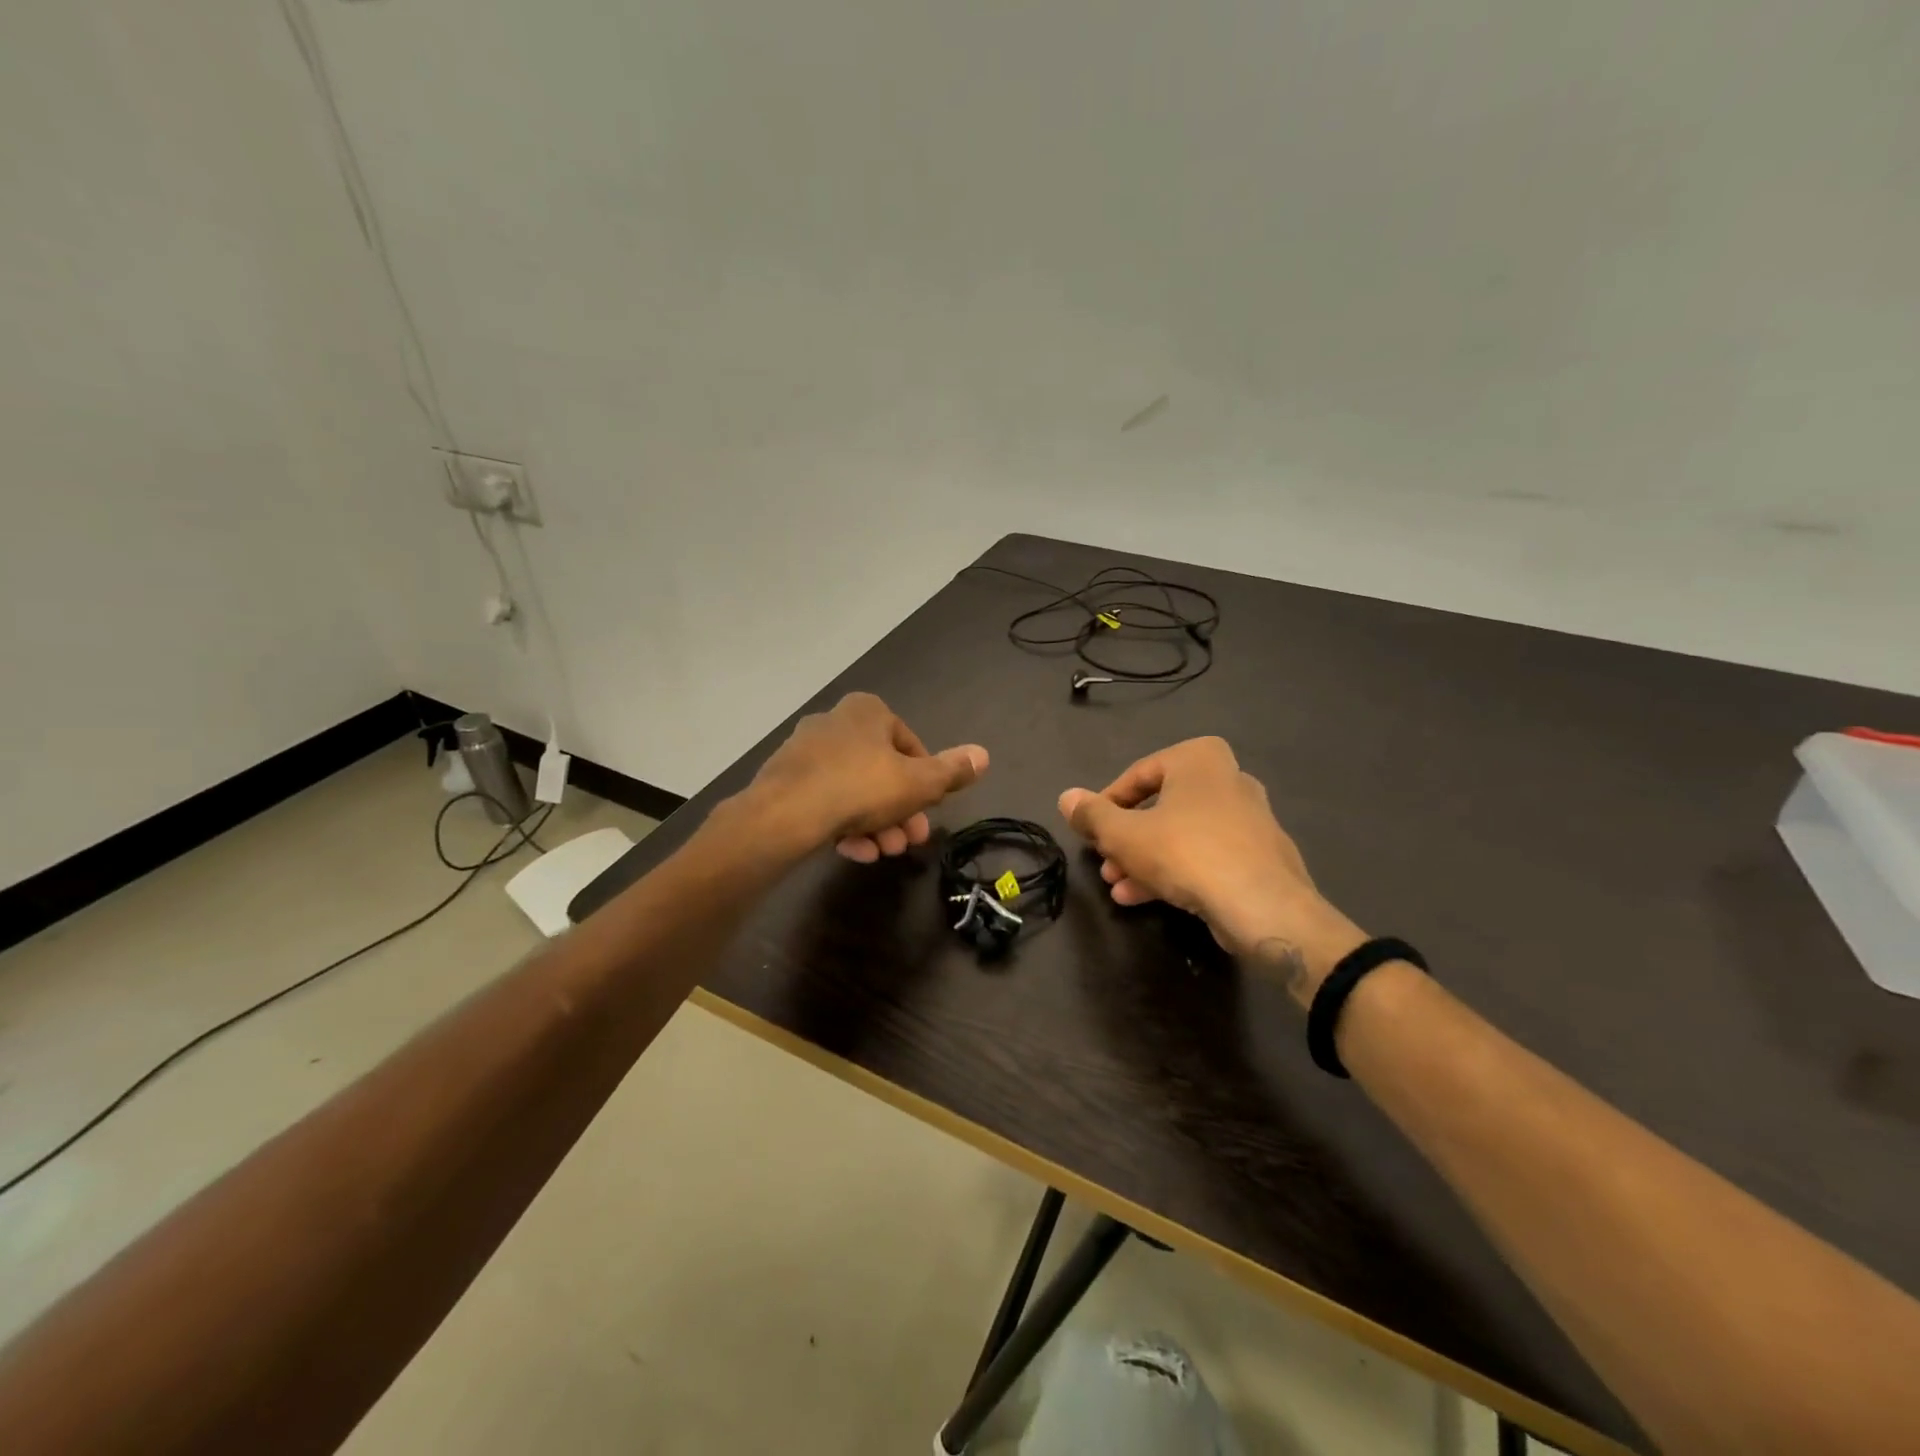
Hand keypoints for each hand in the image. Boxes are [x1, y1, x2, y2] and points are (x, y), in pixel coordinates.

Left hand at [744, 693, 987, 861]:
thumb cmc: (861, 787)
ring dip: (876, 823)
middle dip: (901, 810)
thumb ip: (952, 771)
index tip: (930, 809)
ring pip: (854, 790)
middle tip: (911, 841)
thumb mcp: (918, 783)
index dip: (925, 782)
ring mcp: (805, 751)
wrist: (785, 814)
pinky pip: (825, 801)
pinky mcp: (785, 780)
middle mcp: (835, 722)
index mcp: (868, 711)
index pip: (910, 746)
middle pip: (881, 772)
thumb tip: (984, 754)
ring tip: (885, 852)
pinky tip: (856, 852)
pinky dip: (845, 825)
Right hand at [1058, 737, 1363, 1000]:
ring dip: (1144, 860)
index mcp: (1199, 758)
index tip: (1090, 831)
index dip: (1106, 804)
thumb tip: (1066, 797)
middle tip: (1104, 863)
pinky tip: (1142, 898)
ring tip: (1117, 887)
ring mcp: (1248, 819)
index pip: (1138, 775)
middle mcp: (1228, 779)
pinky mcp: (1259, 856)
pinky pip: (1205, 856)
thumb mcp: (1124, 834)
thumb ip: (1092, 815)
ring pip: (1181, 835)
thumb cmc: (1186, 852)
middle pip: (1160, 808)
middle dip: (1126, 839)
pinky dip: (1174, 871)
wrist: (1263, 906)